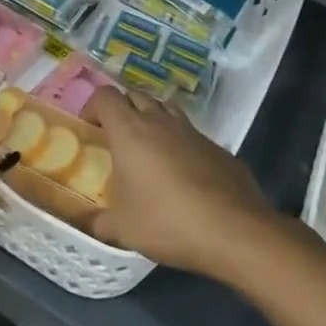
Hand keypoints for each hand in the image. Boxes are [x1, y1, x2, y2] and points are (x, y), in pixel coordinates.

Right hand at [81, 86, 274, 276]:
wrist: (235, 231)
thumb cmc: (168, 222)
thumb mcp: (123, 229)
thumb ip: (100, 222)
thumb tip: (89, 224)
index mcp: (130, 131)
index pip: (106, 96)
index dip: (94, 106)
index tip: (90, 128)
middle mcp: (160, 121)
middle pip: (136, 95)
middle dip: (123, 109)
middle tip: (117, 137)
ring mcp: (192, 132)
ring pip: (166, 109)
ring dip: (153, 119)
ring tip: (149, 148)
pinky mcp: (217, 147)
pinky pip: (191, 134)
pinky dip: (180, 143)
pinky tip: (183, 173)